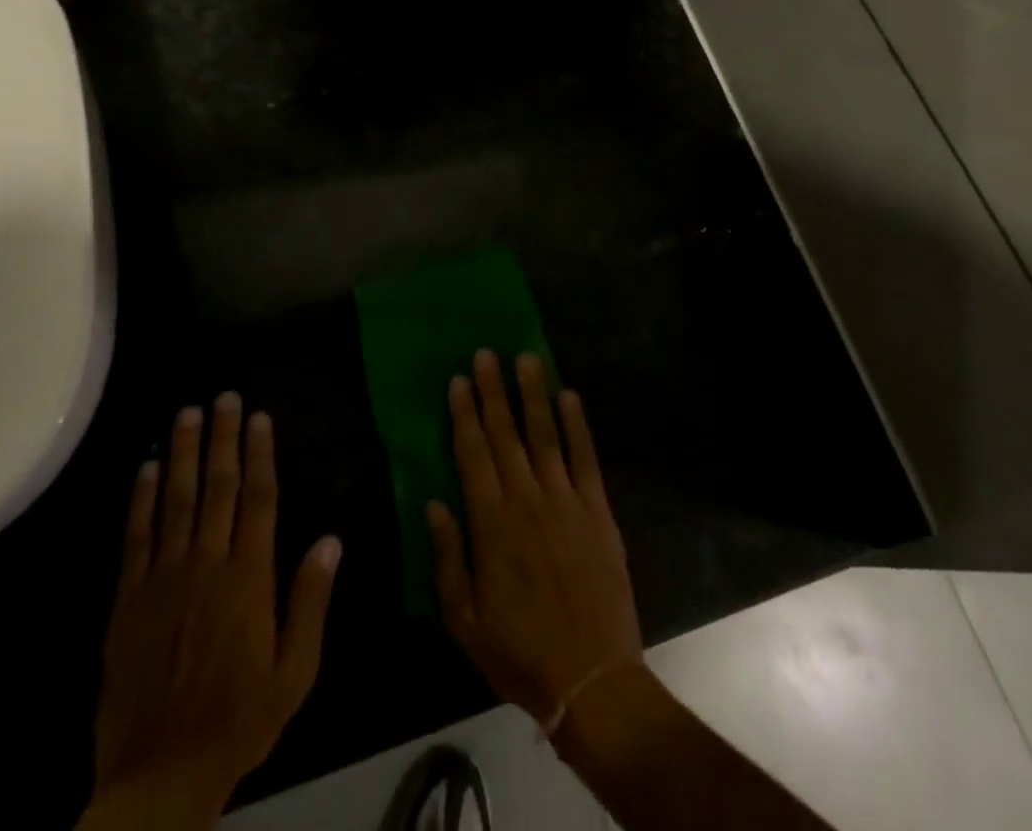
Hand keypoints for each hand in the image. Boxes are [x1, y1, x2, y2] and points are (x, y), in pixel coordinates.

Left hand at [83, 394, 342, 829]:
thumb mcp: (295, 671)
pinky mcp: (129, 600)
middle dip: (223, 438)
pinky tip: (148, 467)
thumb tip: (332, 539)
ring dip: (184, 453)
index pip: (258, 499)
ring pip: (176, 501)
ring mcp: (164, 579)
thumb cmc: (239, 719)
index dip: (259, 454)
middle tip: (225, 396)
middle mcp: (207, 565)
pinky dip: (142, 499)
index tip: (260, 418)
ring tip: (188, 413)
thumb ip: (311, 601)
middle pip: (217, 488)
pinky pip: (136, 538)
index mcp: (249, 578)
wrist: (160, 774)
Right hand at [428, 352, 641, 726]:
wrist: (592, 679)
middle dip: (493, 391)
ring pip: (545, 435)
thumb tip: (434, 501)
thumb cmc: (520, 652)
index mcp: (491, 524)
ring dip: (533, 395)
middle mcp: (527, 500)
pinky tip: (570, 396)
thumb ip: (447, 556)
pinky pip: (585, 458)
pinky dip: (577, 425)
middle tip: (485, 353)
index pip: (473, 455)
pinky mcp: (598, 510)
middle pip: (506, 435)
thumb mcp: (464, 619)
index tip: (458, 379)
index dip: (464, 415)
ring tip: (525, 358)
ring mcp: (566, 502)